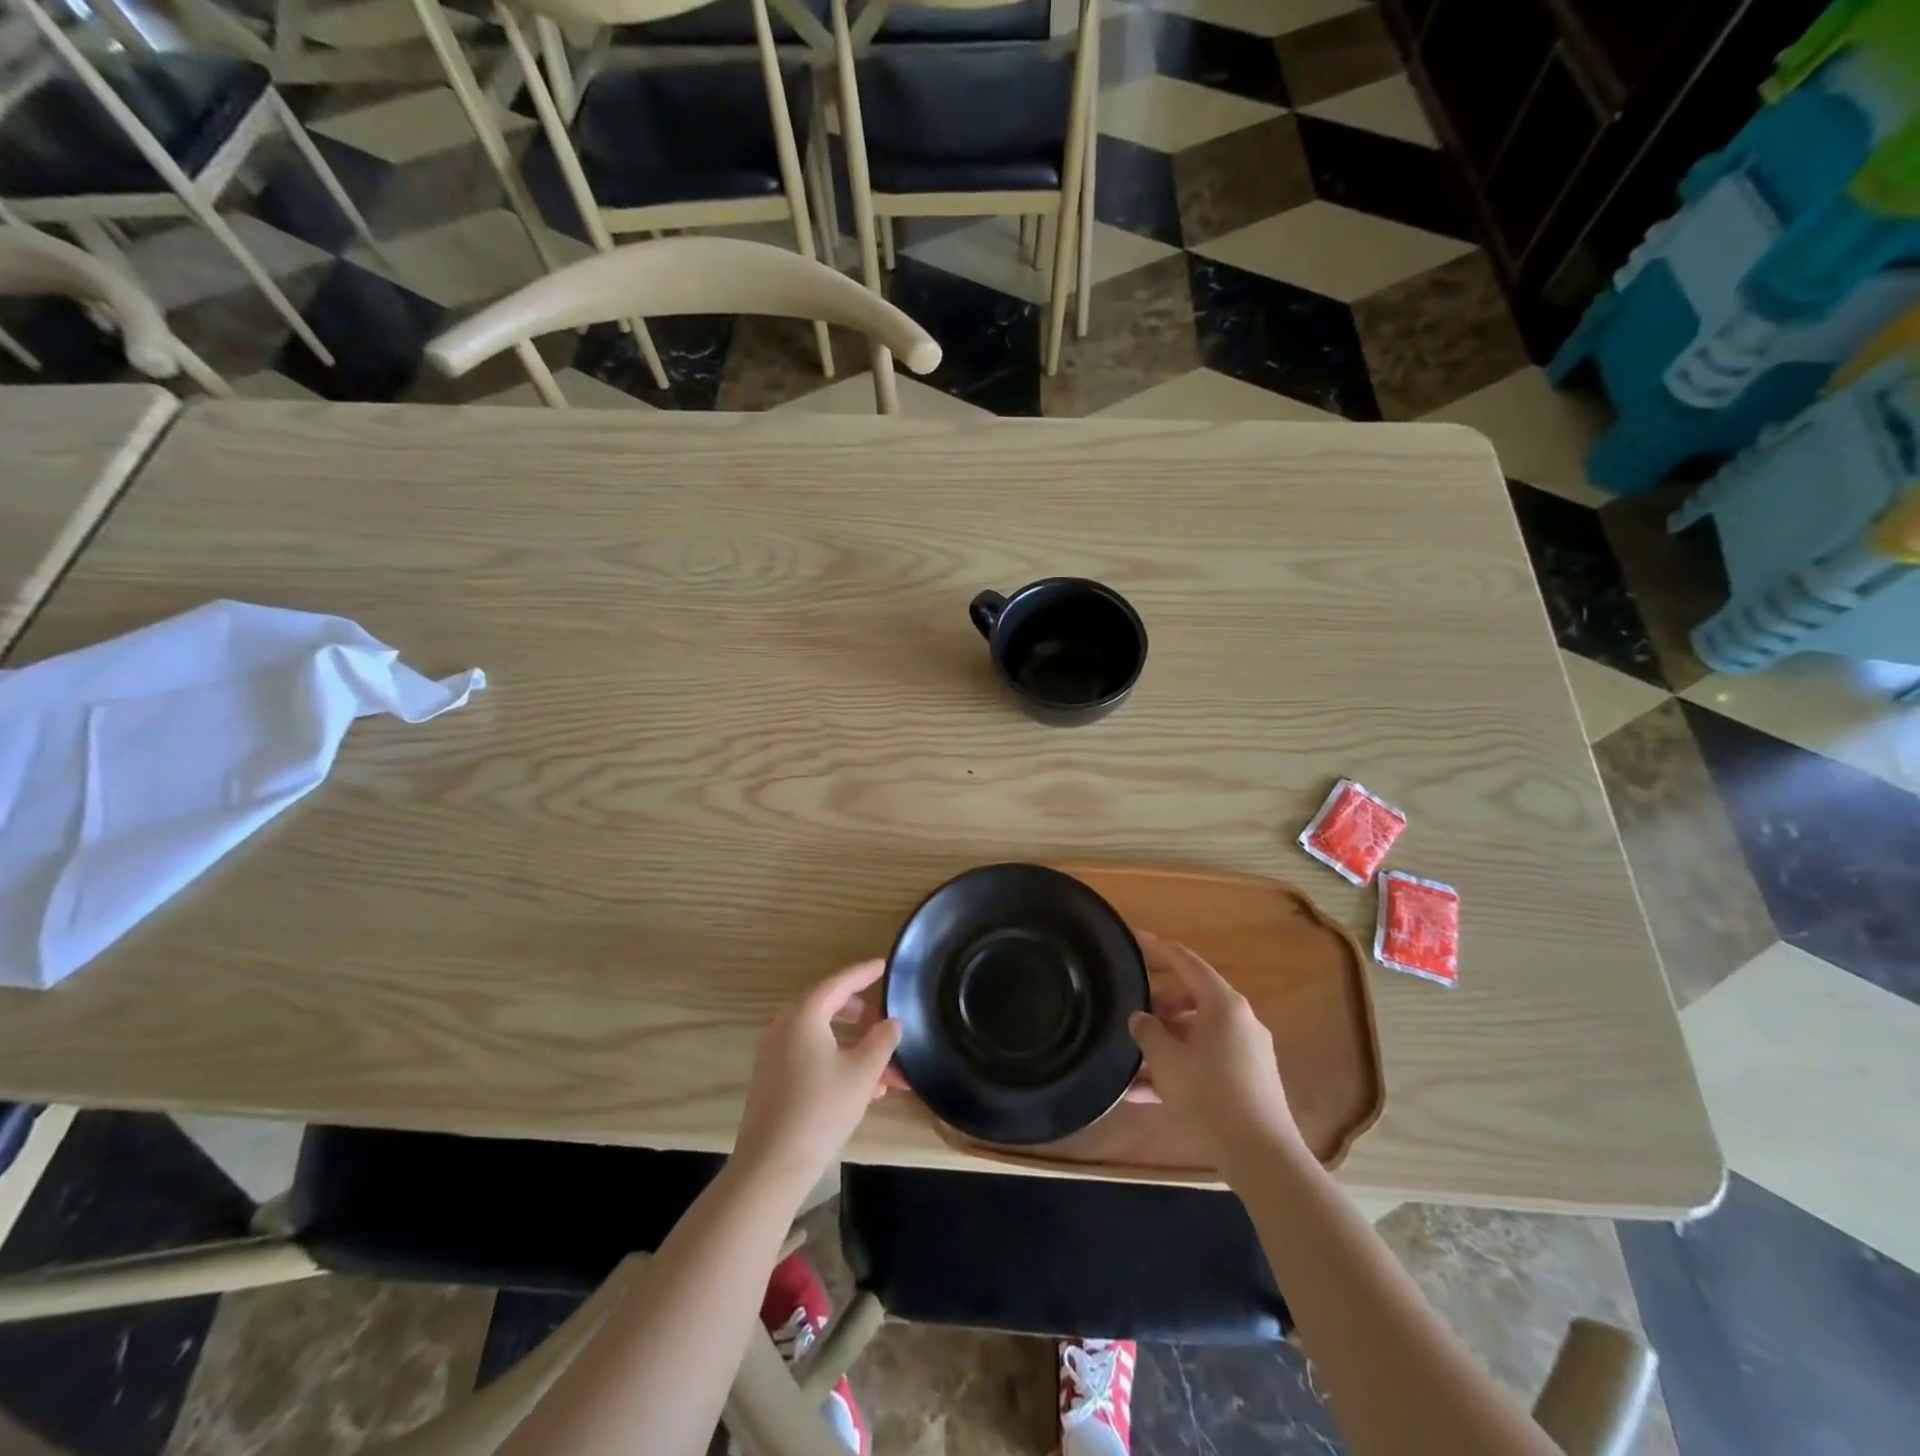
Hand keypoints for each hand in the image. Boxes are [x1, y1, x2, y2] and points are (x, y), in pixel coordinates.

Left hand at [734, 960, 902, 1191]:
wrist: (771, 1165)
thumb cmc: (821, 1110)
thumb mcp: (862, 1073)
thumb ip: (882, 1041)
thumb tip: (892, 1022)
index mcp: (804, 1015)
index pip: (839, 982)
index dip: (864, 973)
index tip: (885, 965)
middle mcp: (785, 1026)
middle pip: (827, 1006)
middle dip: (860, 1012)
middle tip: (883, 1017)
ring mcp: (775, 1053)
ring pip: (821, 1036)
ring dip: (853, 1044)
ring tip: (885, 1064)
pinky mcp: (773, 1078)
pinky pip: (810, 1055)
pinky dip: (837, 1060)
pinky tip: (866, 1088)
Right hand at [1127, 931, 1302, 1170]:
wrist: (1261, 1156)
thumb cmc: (1210, 1096)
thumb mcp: (1167, 1060)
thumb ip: (1148, 1032)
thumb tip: (1140, 1018)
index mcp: (1223, 1005)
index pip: (1187, 962)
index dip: (1158, 948)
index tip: (1134, 937)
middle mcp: (1239, 1020)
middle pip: (1192, 997)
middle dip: (1159, 1005)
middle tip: (1132, 1016)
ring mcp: (1247, 1050)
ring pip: (1196, 1033)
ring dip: (1165, 1043)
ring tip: (1132, 1063)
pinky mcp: (1248, 1079)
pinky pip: (1206, 1060)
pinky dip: (1180, 1067)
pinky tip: (1146, 1094)